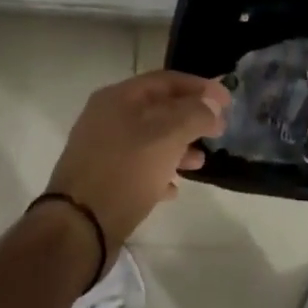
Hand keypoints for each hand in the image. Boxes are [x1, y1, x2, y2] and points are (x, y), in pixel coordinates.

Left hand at [44, 70, 229, 259]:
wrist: (78, 227)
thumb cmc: (125, 172)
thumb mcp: (167, 136)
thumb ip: (194, 114)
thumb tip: (212, 106)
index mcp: (118, 98)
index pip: (167, 80)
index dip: (201, 87)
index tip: (228, 102)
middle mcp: (107, 118)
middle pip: (158, 110)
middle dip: (191, 119)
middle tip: (218, 133)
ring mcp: (102, 150)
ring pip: (150, 140)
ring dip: (179, 148)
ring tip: (199, 164)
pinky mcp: (102, 179)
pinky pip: (138, 168)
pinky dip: (159, 173)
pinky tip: (173, 189)